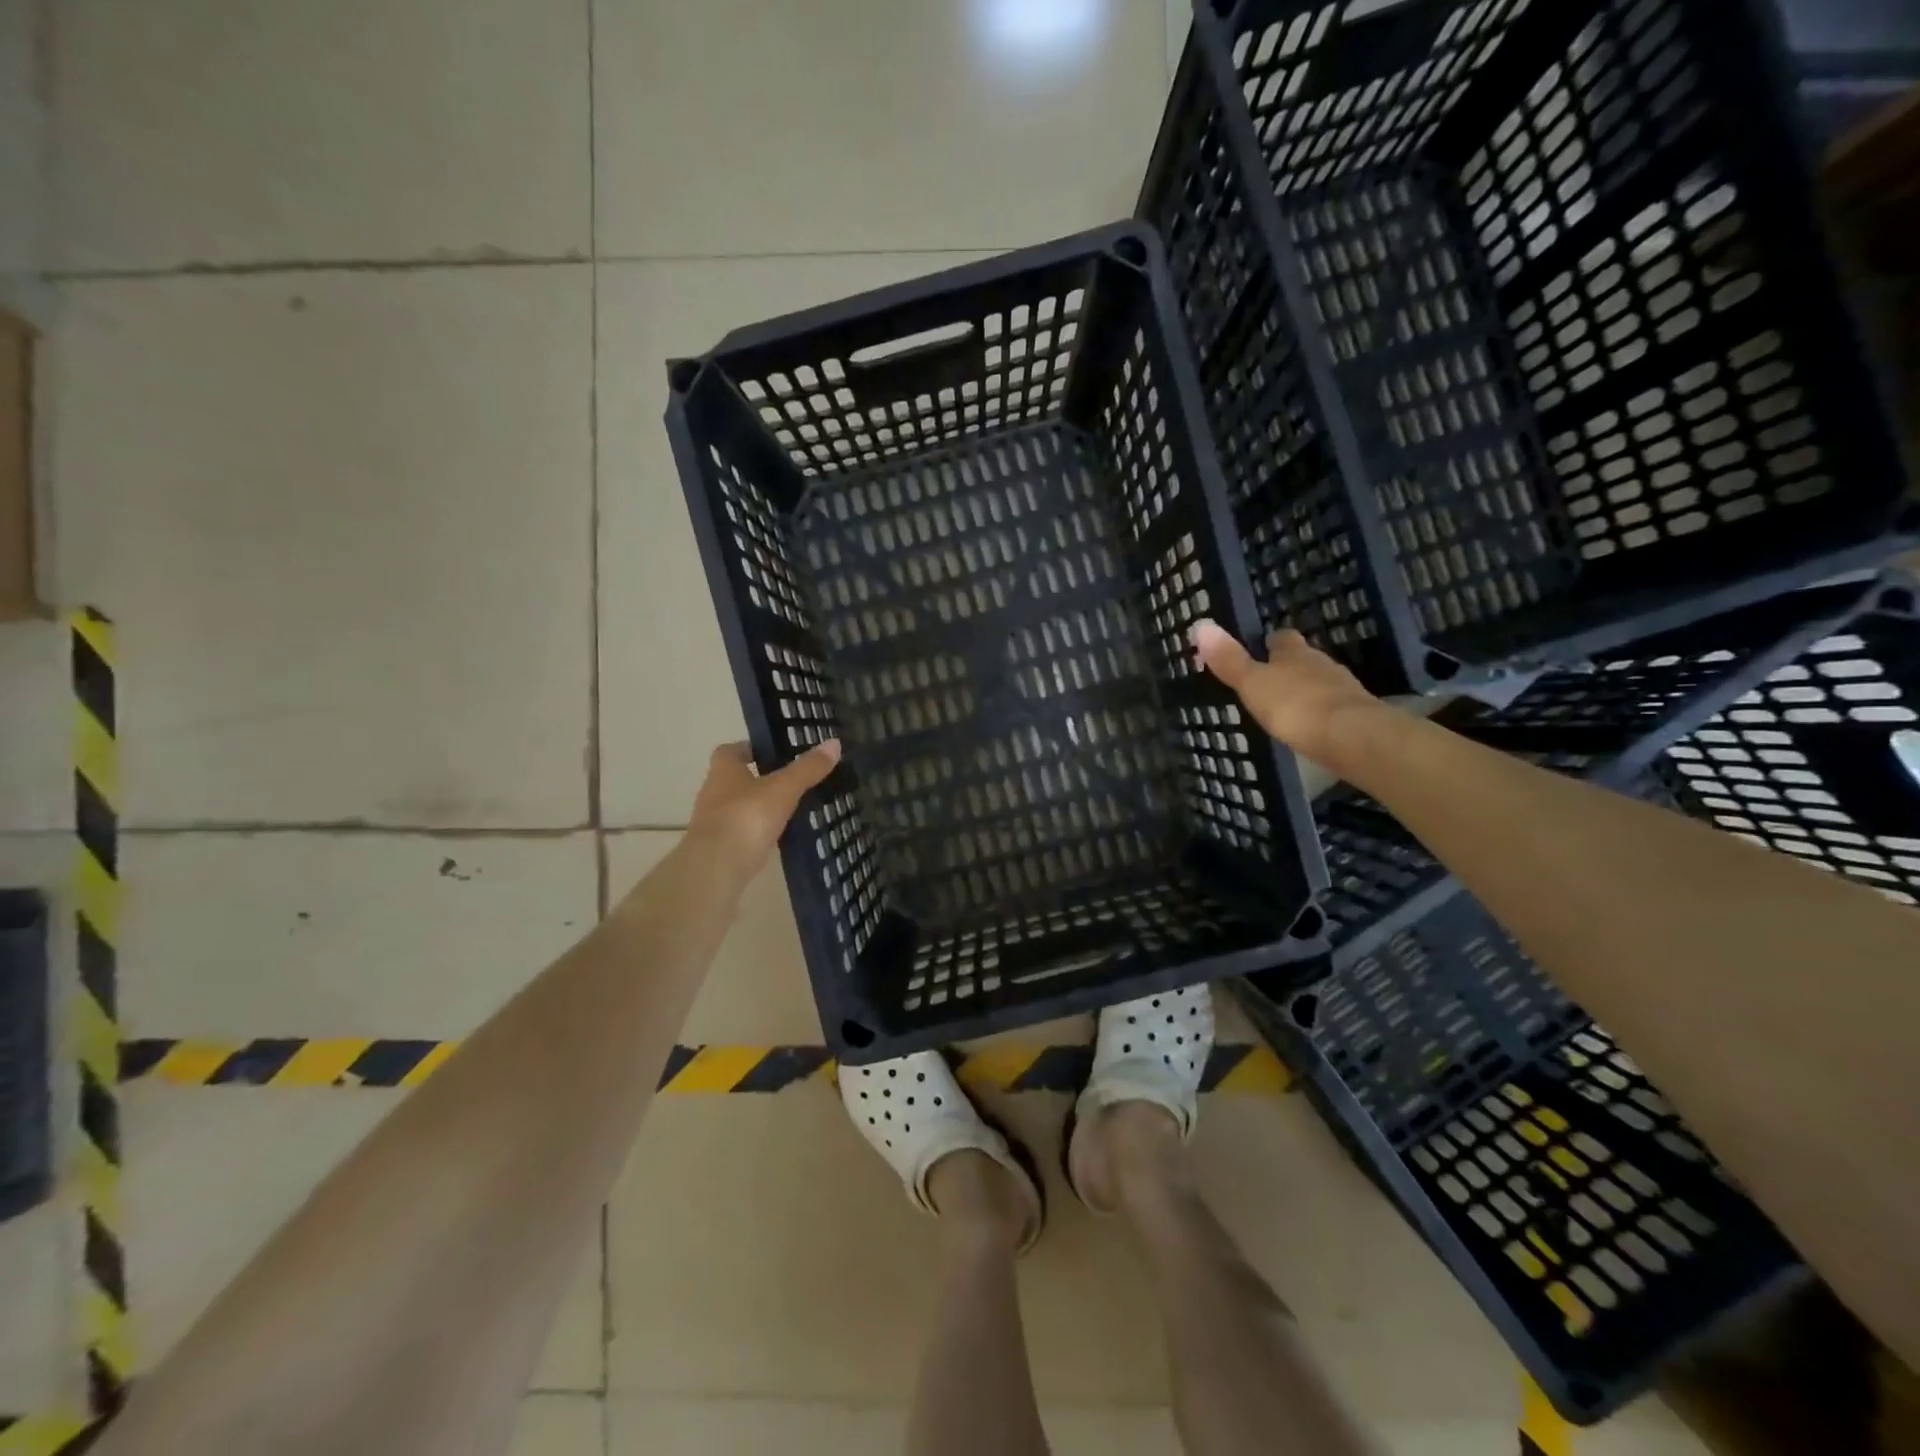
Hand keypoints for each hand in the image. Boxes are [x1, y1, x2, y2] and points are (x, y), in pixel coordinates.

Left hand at [686, 739, 841, 882]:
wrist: (716, 867)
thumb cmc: (747, 817)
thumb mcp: (784, 789)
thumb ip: (807, 768)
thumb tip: (834, 742)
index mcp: (724, 771)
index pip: (731, 751)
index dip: (750, 748)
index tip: (773, 751)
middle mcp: (713, 793)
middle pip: (734, 779)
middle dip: (758, 777)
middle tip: (789, 779)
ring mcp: (714, 822)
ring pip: (738, 806)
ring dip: (758, 805)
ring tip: (789, 807)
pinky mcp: (721, 848)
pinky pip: (742, 832)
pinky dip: (757, 830)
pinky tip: (778, 835)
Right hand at [1191, 620, 1382, 765]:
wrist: (1350, 736)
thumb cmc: (1294, 705)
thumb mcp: (1252, 683)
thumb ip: (1229, 659)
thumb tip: (1200, 625)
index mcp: (1294, 652)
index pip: (1282, 638)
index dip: (1271, 643)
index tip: (1261, 650)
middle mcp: (1321, 662)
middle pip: (1303, 658)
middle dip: (1289, 667)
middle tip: (1271, 680)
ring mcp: (1342, 687)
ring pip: (1320, 681)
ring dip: (1306, 689)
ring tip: (1288, 705)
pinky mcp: (1356, 713)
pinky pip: (1333, 706)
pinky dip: (1321, 711)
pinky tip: (1312, 725)